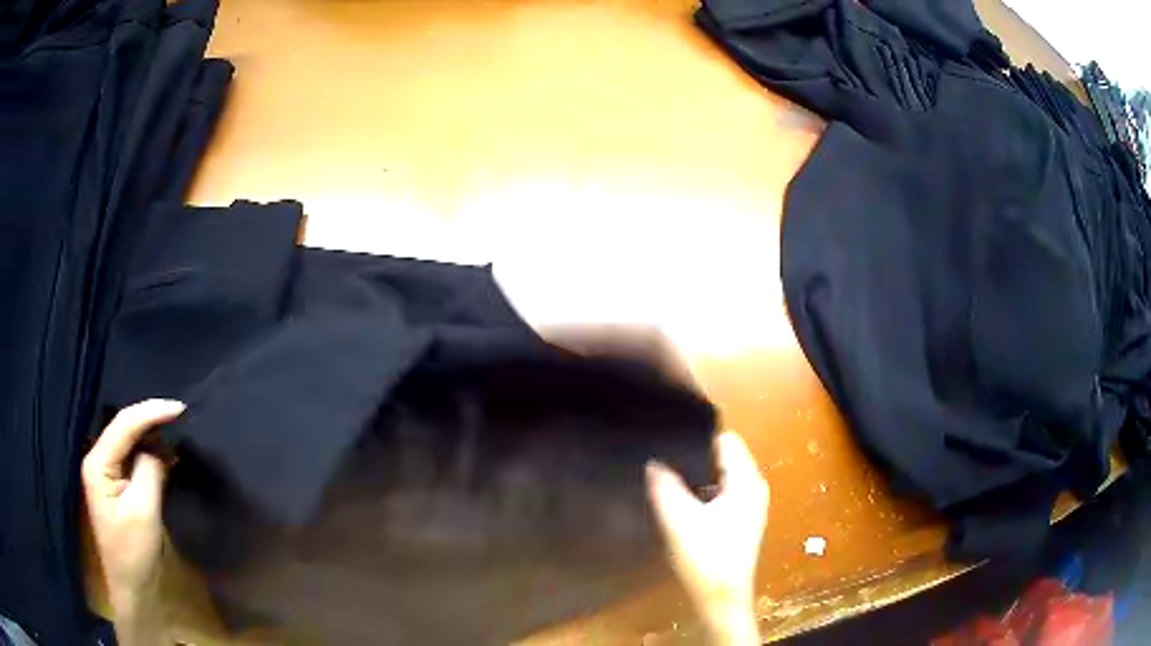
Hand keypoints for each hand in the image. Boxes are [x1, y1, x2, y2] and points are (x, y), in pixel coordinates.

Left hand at [83, 400, 183, 611]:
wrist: (131, 588)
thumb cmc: (134, 552)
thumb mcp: (143, 511)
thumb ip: (150, 471)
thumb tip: (162, 447)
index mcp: (98, 463)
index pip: (123, 425)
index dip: (150, 412)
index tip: (180, 408)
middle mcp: (98, 459)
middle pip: (123, 428)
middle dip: (150, 419)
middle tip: (180, 416)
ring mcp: (106, 473)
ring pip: (128, 441)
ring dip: (151, 435)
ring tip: (176, 430)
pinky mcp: (116, 485)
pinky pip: (132, 458)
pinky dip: (149, 453)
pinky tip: (165, 454)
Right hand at [646, 432, 768, 644]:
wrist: (722, 599)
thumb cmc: (706, 557)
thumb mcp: (680, 520)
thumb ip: (665, 486)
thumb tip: (653, 461)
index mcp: (747, 481)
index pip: (726, 440)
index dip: (697, 439)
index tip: (668, 442)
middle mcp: (754, 487)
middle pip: (725, 456)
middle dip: (696, 457)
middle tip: (663, 461)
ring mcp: (750, 504)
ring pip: (722, 475)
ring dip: (698, 476)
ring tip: (667, 479)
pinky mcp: (742, 520)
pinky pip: (723, 491)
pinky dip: (704, 491)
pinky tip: (682, 503)